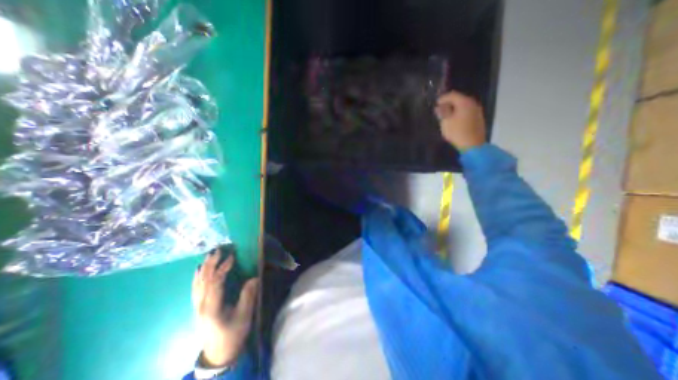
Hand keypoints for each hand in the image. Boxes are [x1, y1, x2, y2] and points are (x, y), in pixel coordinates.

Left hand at [194, 248, 261, 365]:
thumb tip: (254, 278)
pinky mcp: (197, 307)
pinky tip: (198, 270)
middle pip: (204, 280)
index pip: (215, 283)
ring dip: (204, 267)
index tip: (232, 257)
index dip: (223, 268)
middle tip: (218, 250)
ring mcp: (196, 307)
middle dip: (211, 264)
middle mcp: (201, 306)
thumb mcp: (244, 316)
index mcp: (212, 308)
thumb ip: (248, 296)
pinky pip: (194, 289)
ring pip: (197, 283)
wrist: (218, 354)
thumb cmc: (233, 334)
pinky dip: (197, 277)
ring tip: (209, 255)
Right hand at [438, 91, 484, 150]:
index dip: (443, 98)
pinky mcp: (478, 119)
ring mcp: (477, 111)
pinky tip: (455, 120)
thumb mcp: (446, 122)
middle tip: (440, 109)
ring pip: (464, 106)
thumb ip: (442, 112)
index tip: (436, 103)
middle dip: (449, 103)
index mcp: (464, 102)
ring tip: (446, 115)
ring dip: (455, 109)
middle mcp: (473, 104)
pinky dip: (460, 113)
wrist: (473, 145)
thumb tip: (439, 107)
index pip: (452, 95)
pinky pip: (467, 112)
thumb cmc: (457, 132)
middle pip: (459, 99)